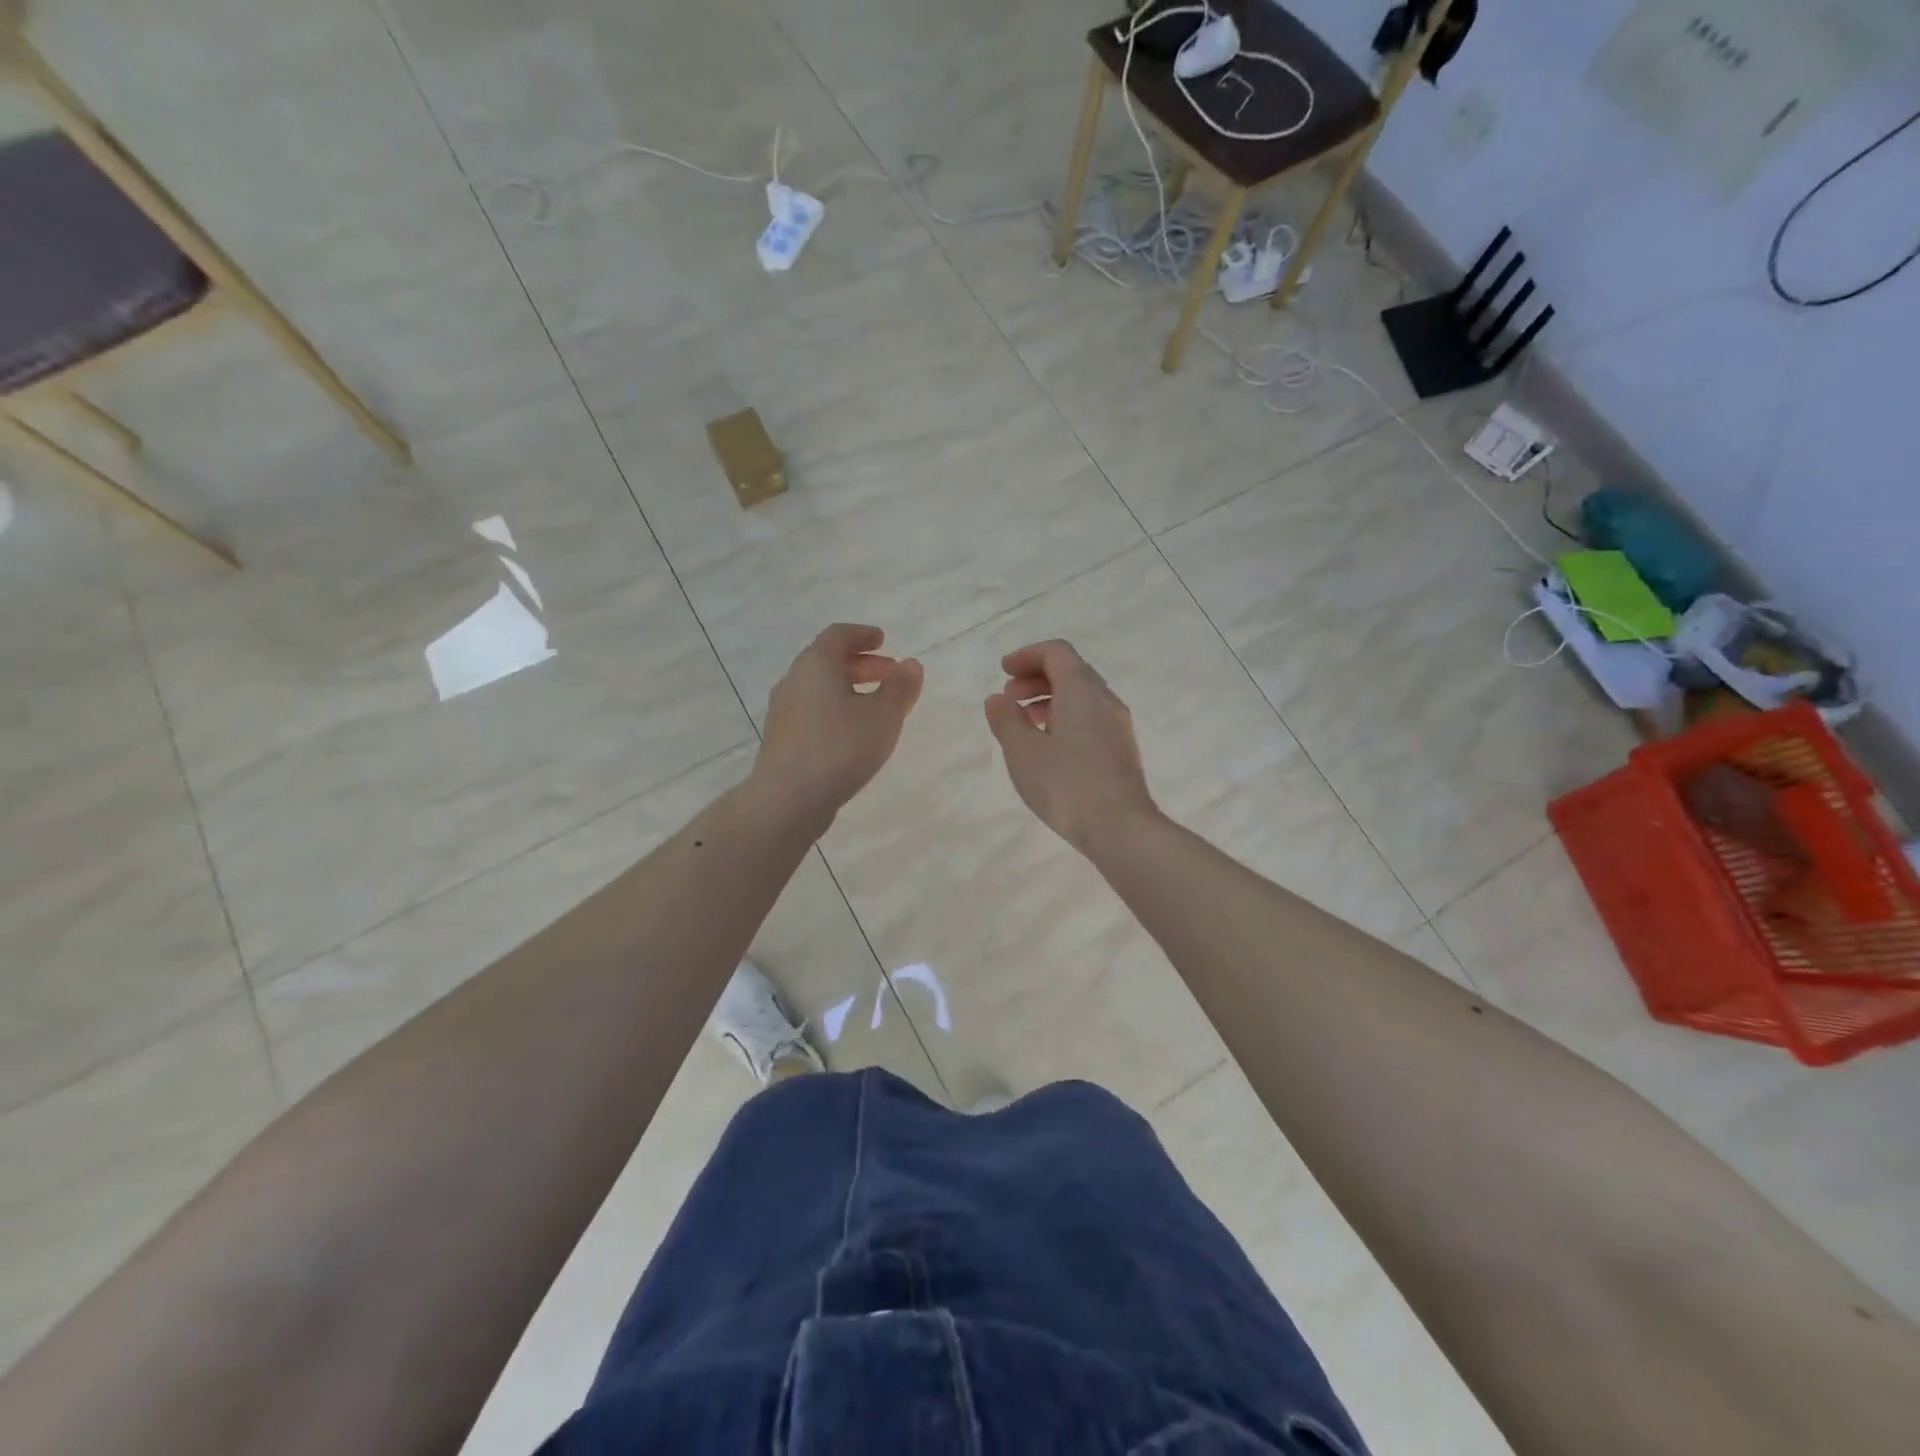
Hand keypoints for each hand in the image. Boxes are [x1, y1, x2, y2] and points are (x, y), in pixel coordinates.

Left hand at [750, 624, 922, 825]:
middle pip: (827, 660)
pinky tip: (853, 733)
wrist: (788, 799)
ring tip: (875, 706)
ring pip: (819, 688)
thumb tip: (911, 665)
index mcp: (815, 665)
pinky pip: (812, 710)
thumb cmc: (840, 748)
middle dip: (861, 664)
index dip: (863, 634)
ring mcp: (783, 711)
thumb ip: (900, 688)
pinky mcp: (782, 738)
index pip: (838, 635)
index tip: (883, 640)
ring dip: (848, 688)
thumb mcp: (883, 717)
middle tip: (889, 674)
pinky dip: (835, 708)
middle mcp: (794, 681)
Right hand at [984, 639, 1158, 851]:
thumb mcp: (1022, 752)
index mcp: (1081, 690)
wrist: (1121, 828)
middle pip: (1071, 671)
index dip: (1027, 655)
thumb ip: (1006, 720)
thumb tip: (998, 699)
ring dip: (1050, 699)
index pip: (1057, 652)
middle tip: (1008, 698)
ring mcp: (1118, 725)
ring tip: (1024, 723)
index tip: (1003, 671)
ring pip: (1082, 696)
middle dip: (1036, 677)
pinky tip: (1048, 746)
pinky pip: (1091, 718)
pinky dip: (1065, 717)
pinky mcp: (1121, 749)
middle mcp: (1105, 700)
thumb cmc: (1066, 785)